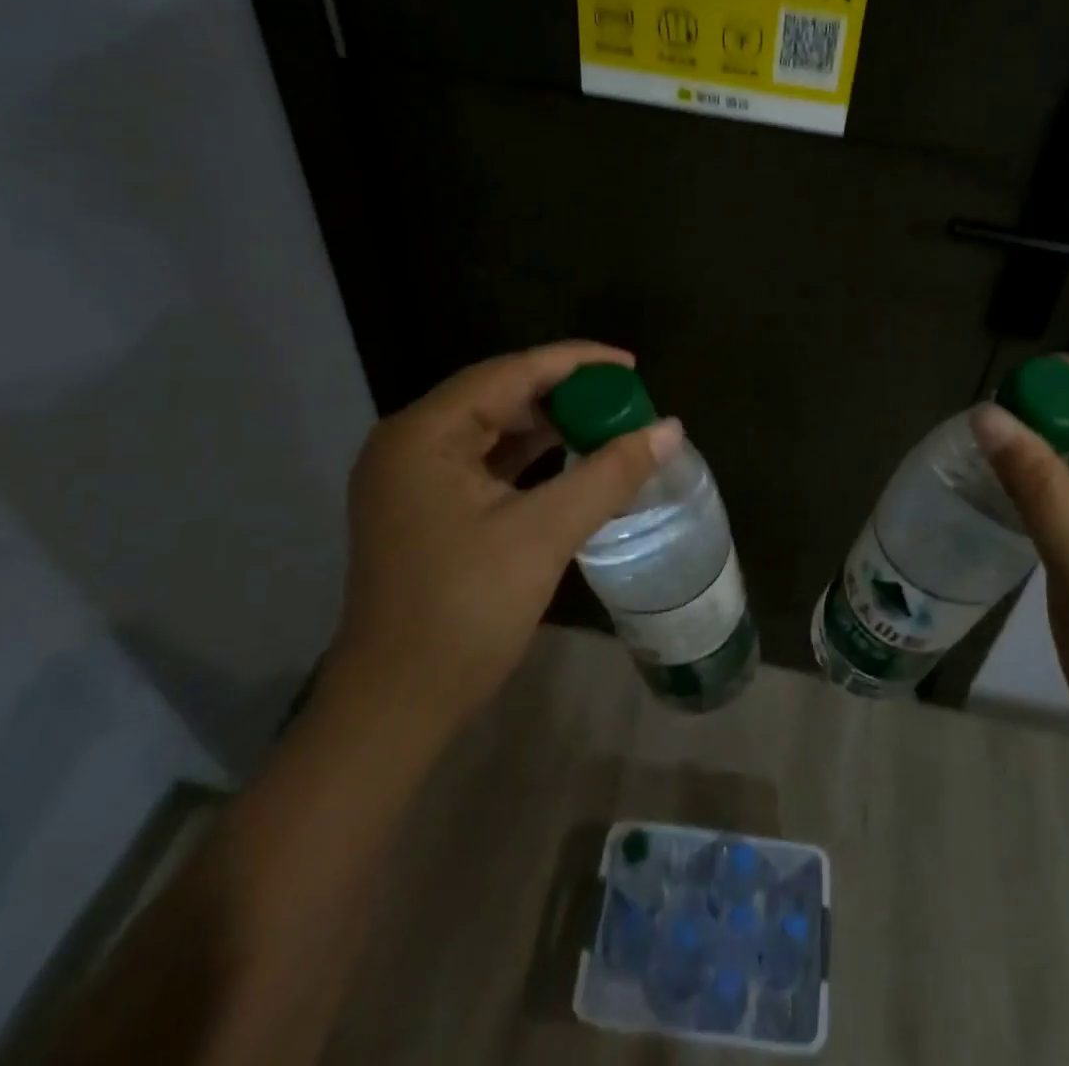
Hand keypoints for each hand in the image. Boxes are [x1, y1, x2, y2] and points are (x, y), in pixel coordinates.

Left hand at [330, 342, 682, 733]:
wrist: (398, 705)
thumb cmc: (465, 611)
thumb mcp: (544, 533)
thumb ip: (610, 473)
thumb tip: (671, 428)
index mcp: (424, 434)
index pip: (510, 373)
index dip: (576, 363)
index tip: (631, 367)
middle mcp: (410, 442)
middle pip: (500, 395)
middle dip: (565, 394)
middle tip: (626, 401)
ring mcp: (414, 477)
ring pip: (494, 428)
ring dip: (551, 425)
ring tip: (610, 424)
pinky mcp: (427, 506)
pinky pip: (487, 461)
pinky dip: (532, 457)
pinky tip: (573, 459)